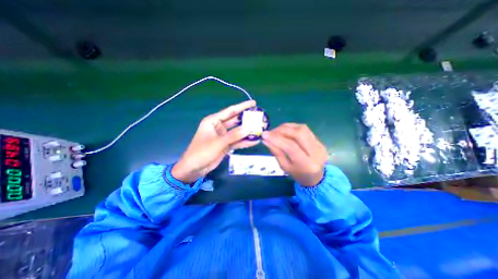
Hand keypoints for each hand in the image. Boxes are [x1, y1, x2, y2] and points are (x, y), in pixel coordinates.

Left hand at [172, 100, 258, 182]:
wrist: (194, 168)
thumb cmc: (202, 152)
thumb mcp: (218, 143)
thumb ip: (234, 135)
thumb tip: (249, 129)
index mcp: (213, 121)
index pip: (230, 111)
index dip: (242, 107)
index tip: (254, 103)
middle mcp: (219, 126)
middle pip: (235, 121)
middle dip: (247, 119)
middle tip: (260, 117)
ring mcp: (223, 136)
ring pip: (238, 131)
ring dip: (247, 131)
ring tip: (260, 129)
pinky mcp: (226, 145)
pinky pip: (237, 141)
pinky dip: (245, 141)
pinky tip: (255, 141)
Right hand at [262, 123, 329, 186]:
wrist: (316, 177)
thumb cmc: (298, 174)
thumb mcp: (285, 167)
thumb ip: (276, 152)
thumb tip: (266, 140)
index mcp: (307, 164)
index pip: (291, 146)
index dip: (276, 139)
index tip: (264, 135)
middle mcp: (316, 152)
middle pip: (298, 133)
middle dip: (281, 130)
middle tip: (270, 132)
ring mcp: (319, 144)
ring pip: (302, 128)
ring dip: (286, 127)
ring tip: (276, 131)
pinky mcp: (319, 140)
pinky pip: (304, 129)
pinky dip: (292, 128)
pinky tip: (284, 131)